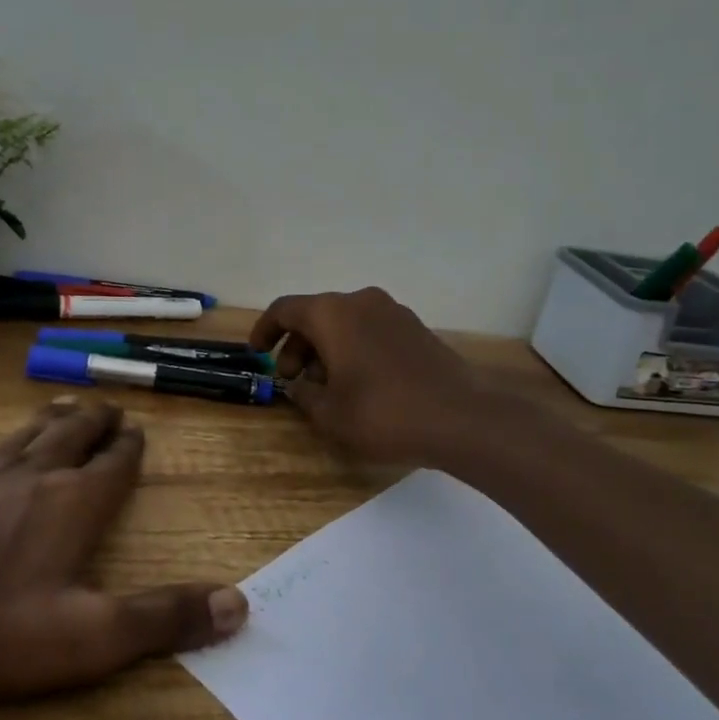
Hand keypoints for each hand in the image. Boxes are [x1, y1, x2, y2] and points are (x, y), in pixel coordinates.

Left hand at [0, 400, 246, 704]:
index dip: (129, 448)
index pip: (115, 465)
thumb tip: (240, 604)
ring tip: (63, 402)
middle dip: (95, 422)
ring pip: (23, 434)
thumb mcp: (88, 639)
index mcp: (74, 505)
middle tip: (109, 407)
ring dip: (47, 418)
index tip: (137, 432)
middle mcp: (32, 475)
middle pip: (73, 436)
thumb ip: (163, 618)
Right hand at [250, 287, 483, 466]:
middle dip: (298, 346)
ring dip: (326, 348)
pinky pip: (371, 329)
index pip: (285, 309)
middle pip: (316, 315)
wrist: (460, 418)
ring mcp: (393, 311)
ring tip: (326, 386)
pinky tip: (359, 382)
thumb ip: (304, 394)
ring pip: (345, 322)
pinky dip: (354, 347)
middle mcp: (361, 301)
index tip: (258, 354)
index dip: (265, 330)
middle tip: (293, 380)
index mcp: (332, 314)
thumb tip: (300, 385)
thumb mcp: (329, 414)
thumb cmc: (382, 414)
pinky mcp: (416, 328)